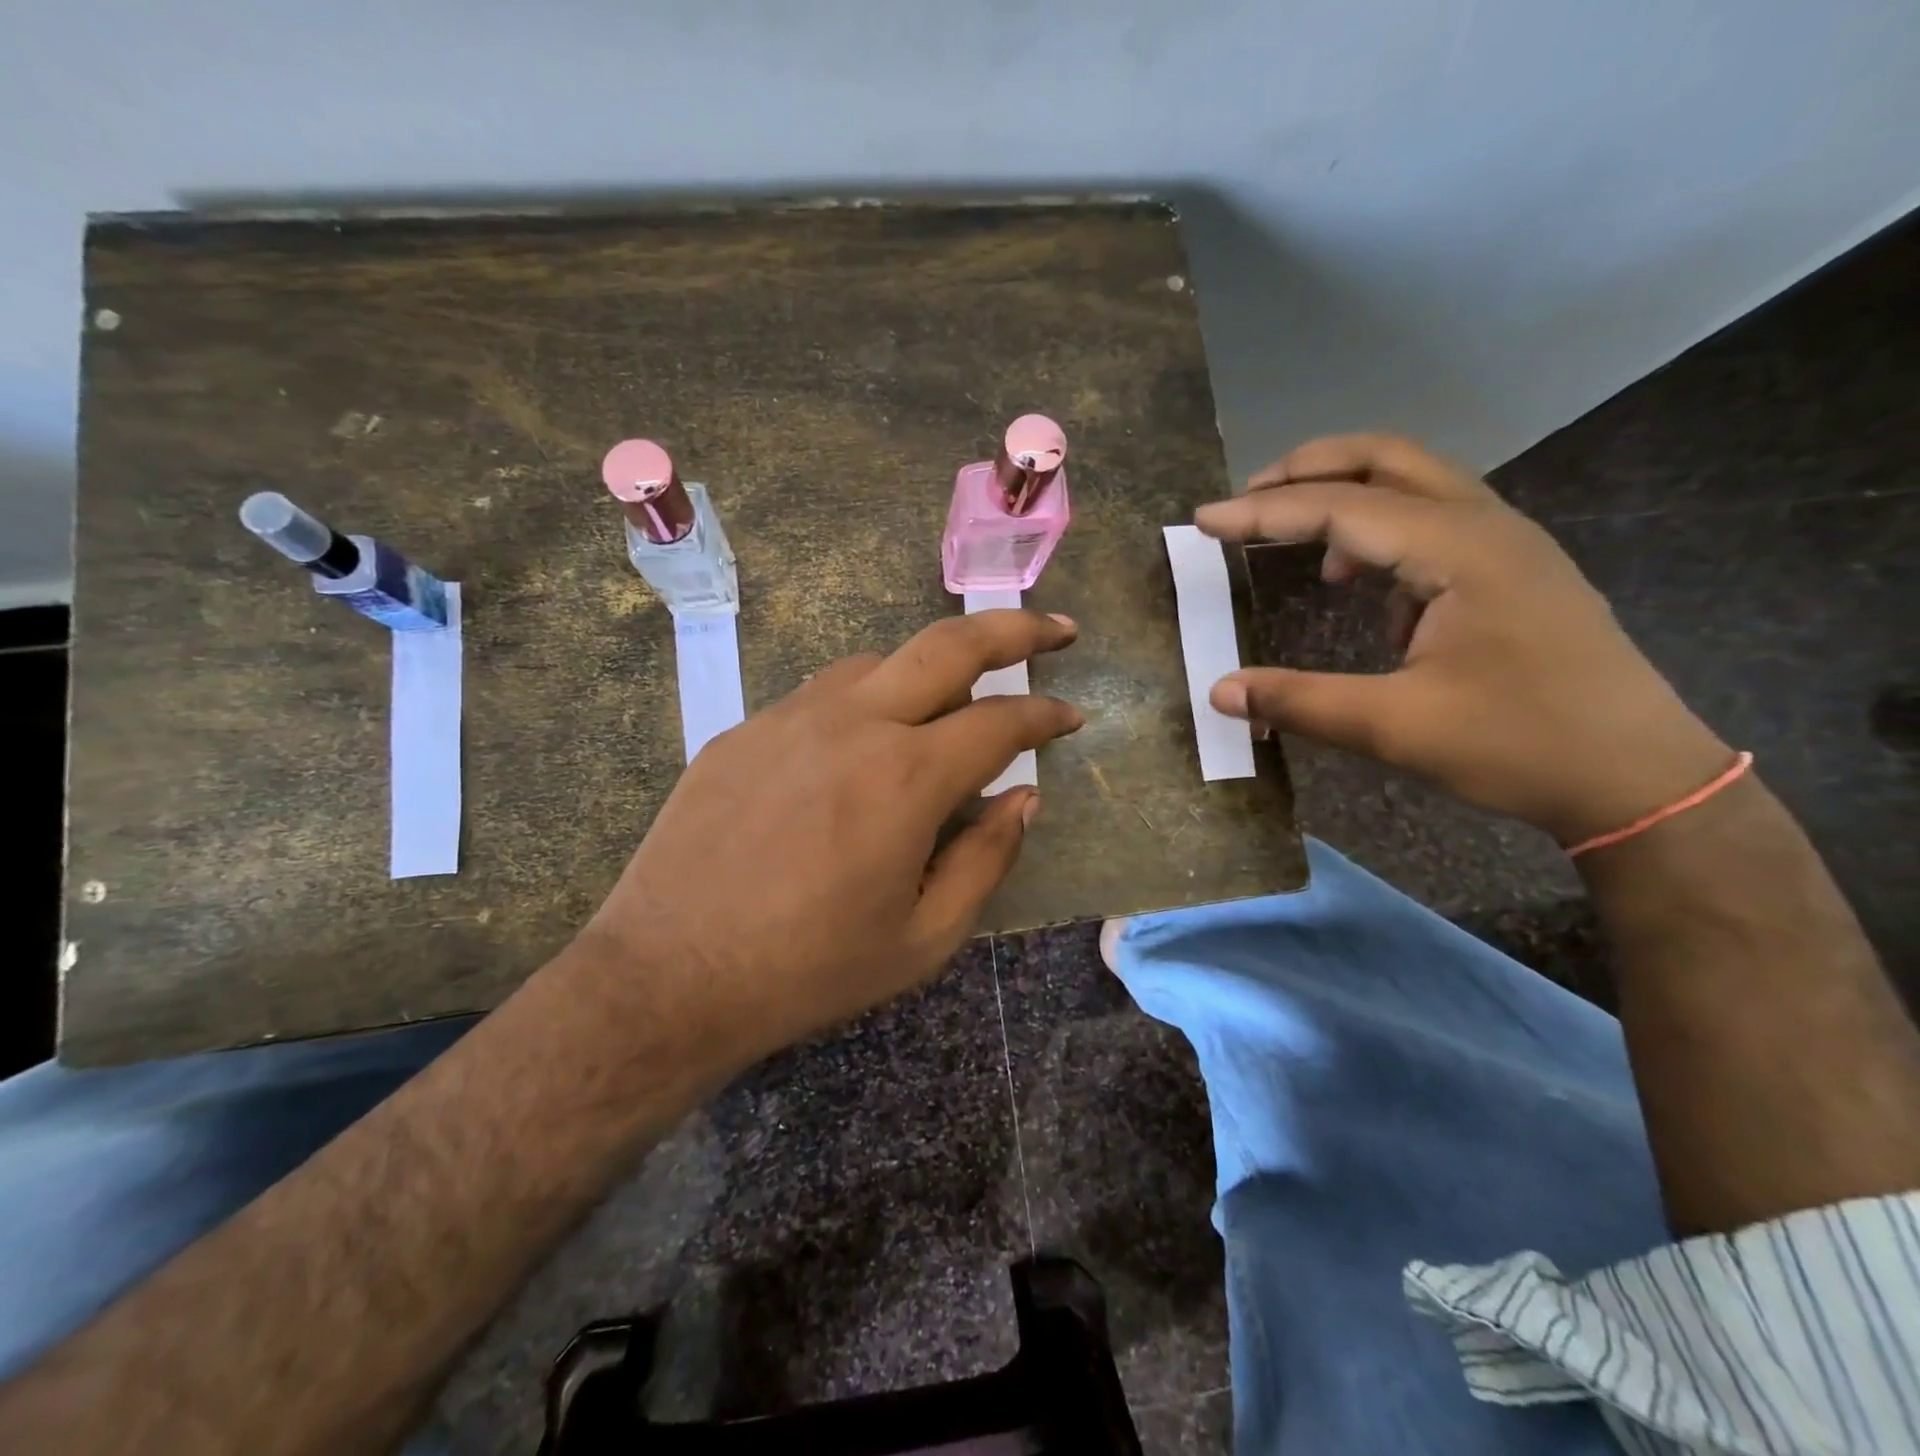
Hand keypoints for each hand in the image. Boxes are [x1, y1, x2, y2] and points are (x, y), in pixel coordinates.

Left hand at [580, 610, 1082, 1070]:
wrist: (667, 976)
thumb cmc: (808, 970)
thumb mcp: (923, 940)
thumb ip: (986, 859)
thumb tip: (1022, 799)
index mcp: (906, 778)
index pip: (1000, 721)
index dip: (1045, 713)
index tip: (1071, 714)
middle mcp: (853, 724)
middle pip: (948, 644)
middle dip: (1015, 627)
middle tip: (1056, 629)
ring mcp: (790, 717)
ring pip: (880, 662)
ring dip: (930, 669)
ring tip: (950, 704)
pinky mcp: (744, 729)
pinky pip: (823, 694)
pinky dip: (865, 701)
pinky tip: (862, 743)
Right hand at [1196, 434, 1730, 845]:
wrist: (1640, 778)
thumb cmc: (1520, 746)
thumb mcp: (1395, 728)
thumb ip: (1299, 703)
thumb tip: (1219, 692)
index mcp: (1458, 551)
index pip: (1340, 509)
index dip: (1262, 513)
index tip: (1202, 521)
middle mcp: (1486, 526)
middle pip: (1386, 460)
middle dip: (1308, 469)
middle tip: (1247, 499)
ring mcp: (1506, 545)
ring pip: (1414, 484)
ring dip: (1345, 496)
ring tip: (1292, 539)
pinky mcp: (1512, 572)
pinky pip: (1434, 522)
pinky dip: (1380, 534)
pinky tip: (1360, 586)